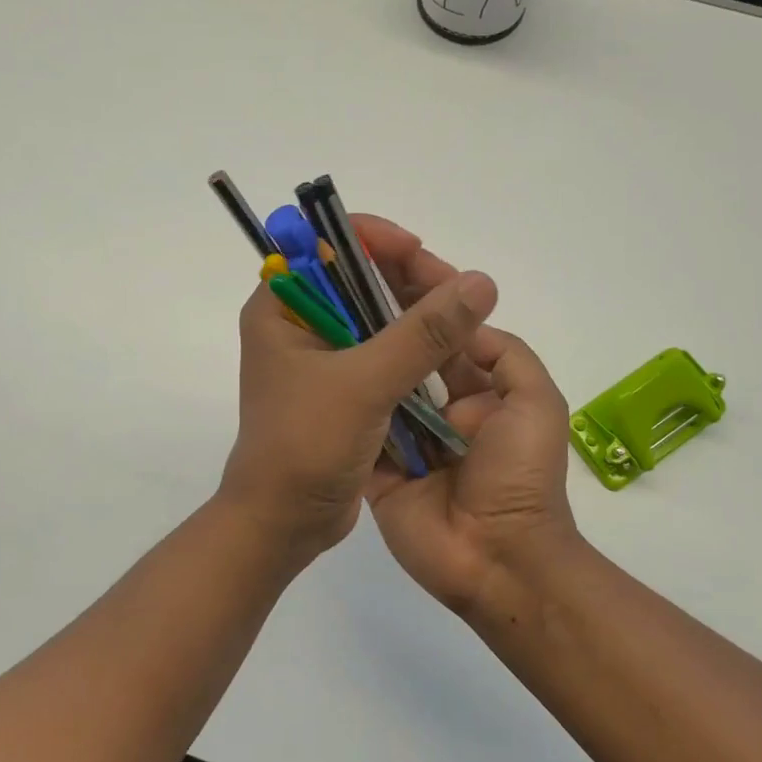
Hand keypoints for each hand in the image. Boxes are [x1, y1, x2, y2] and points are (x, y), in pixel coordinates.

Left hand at [218, 239, 498, 563]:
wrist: (284, 522)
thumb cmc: (306, 445)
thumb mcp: (364, 384)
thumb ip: (422, 334)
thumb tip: (480, 282)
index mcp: (281, 308)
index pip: (326, 245)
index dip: (375, 240)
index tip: (420, 254)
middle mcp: (300, 323)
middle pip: (360, 277)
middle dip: (410, 280)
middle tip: (459, 297)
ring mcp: (323, 356)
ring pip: (379, 315)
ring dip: (420, 316)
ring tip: (465, 325)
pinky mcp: (344, 387)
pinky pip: (386, 352)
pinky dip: (417, 349)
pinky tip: (450, 356)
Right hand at [354, 217, 580, 616]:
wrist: (497, 559)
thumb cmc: (520, 477)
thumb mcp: (534, 401)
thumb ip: (503, 352)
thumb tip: (461, 315)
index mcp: (477, 384)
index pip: (445, 320)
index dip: (420, 280)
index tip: (388, 246)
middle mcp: (438, 402)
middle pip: (405, 342)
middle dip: (378, 303)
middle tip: (340, 265)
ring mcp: (404, 433)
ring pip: (377, 377)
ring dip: (354, 341)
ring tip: (319, 300)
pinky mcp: (377, 464)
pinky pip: (358, 424)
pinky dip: (341, 396)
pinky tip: (312, 359)